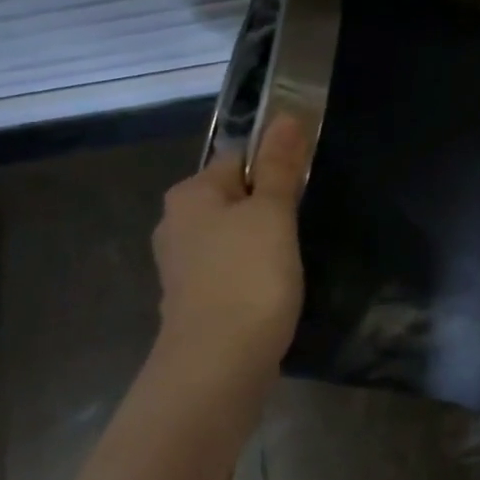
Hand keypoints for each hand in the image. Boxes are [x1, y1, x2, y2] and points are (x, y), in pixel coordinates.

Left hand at [151, 116, 309, 374]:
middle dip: (268, 211)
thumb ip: (280, 166)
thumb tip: (286, 115)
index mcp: (190, 194)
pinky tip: (270, 294)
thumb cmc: (248, 277)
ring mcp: (180, 268)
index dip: (275, 171)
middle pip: (234, 200)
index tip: (303, 194)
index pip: (238, 160)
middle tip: (301, 231)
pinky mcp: (192, 302)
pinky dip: (249, 278)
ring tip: (289, 265)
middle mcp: (175, 225)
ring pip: (231, 240)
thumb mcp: (272, 214)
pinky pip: (227, 274)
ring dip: (260, 247)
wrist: (218, 364)